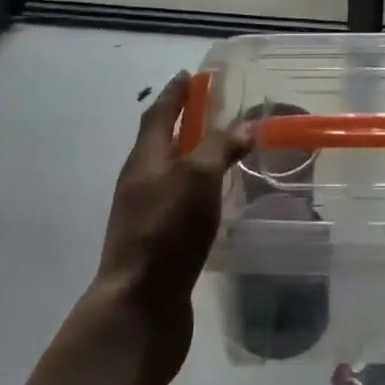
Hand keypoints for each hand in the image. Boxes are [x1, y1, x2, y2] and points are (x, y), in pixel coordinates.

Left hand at [90, 74, 249, 382]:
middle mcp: (141, 182)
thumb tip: (244, 127)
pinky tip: (218, 200)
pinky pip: (180, 203)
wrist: (139, 309)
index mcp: (145, 159)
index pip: (158, 114)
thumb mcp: (197, 178)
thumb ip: (220, 147)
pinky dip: (198, 190)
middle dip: (184, 123)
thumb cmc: (167, 231)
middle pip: (161, 142)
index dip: (175, 93)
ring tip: (223, 152)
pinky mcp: (159, 243)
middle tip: (214, 110)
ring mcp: (147, 215)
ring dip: (192, 158)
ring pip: (171, 174)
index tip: (190, 75)